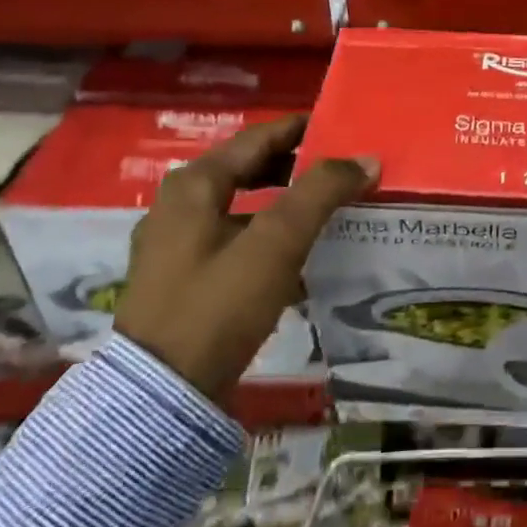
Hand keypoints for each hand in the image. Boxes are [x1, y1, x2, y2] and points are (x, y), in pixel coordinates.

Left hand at [114, 114, 377, 402]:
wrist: (161, 398)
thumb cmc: (218, 305)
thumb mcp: (276, 242)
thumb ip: (321, 193)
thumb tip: (365, 159)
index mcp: (194, 184)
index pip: (259, 138)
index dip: (302, 130)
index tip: (343, 128)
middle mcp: (178, 204)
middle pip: (248, 169)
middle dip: (296, 166)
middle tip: (342, 168)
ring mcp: (175, 244)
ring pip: (242, 205)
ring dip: (284, 202)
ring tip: (328, 208)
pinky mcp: (181, 280)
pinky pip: (233, 238)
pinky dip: (266, 234)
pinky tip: (296, 253)